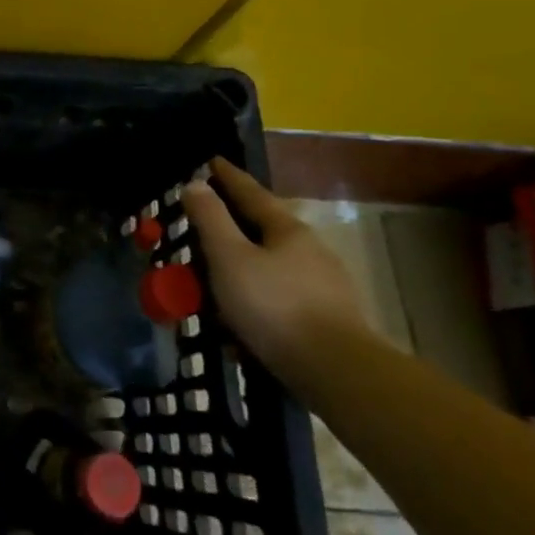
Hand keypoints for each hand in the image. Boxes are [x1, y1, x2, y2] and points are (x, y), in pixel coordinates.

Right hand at [181, 158, 367, 374]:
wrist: (338, 374)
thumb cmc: (275, 307)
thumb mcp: (230, 258)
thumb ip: (211, 220)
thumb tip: (196, 184)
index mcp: (287, 230)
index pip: (251, 192)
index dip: (228, 176)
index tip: (212, 160)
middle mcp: (310, 251)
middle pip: (264, 230)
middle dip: (233, 228)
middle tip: (204, 228)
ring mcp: (323, 286)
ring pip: (272, 268)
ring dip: (243, 271)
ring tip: (215, 286)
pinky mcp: (327, 320)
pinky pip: (280, 301)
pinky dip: (257, 304)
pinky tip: (240, 328)